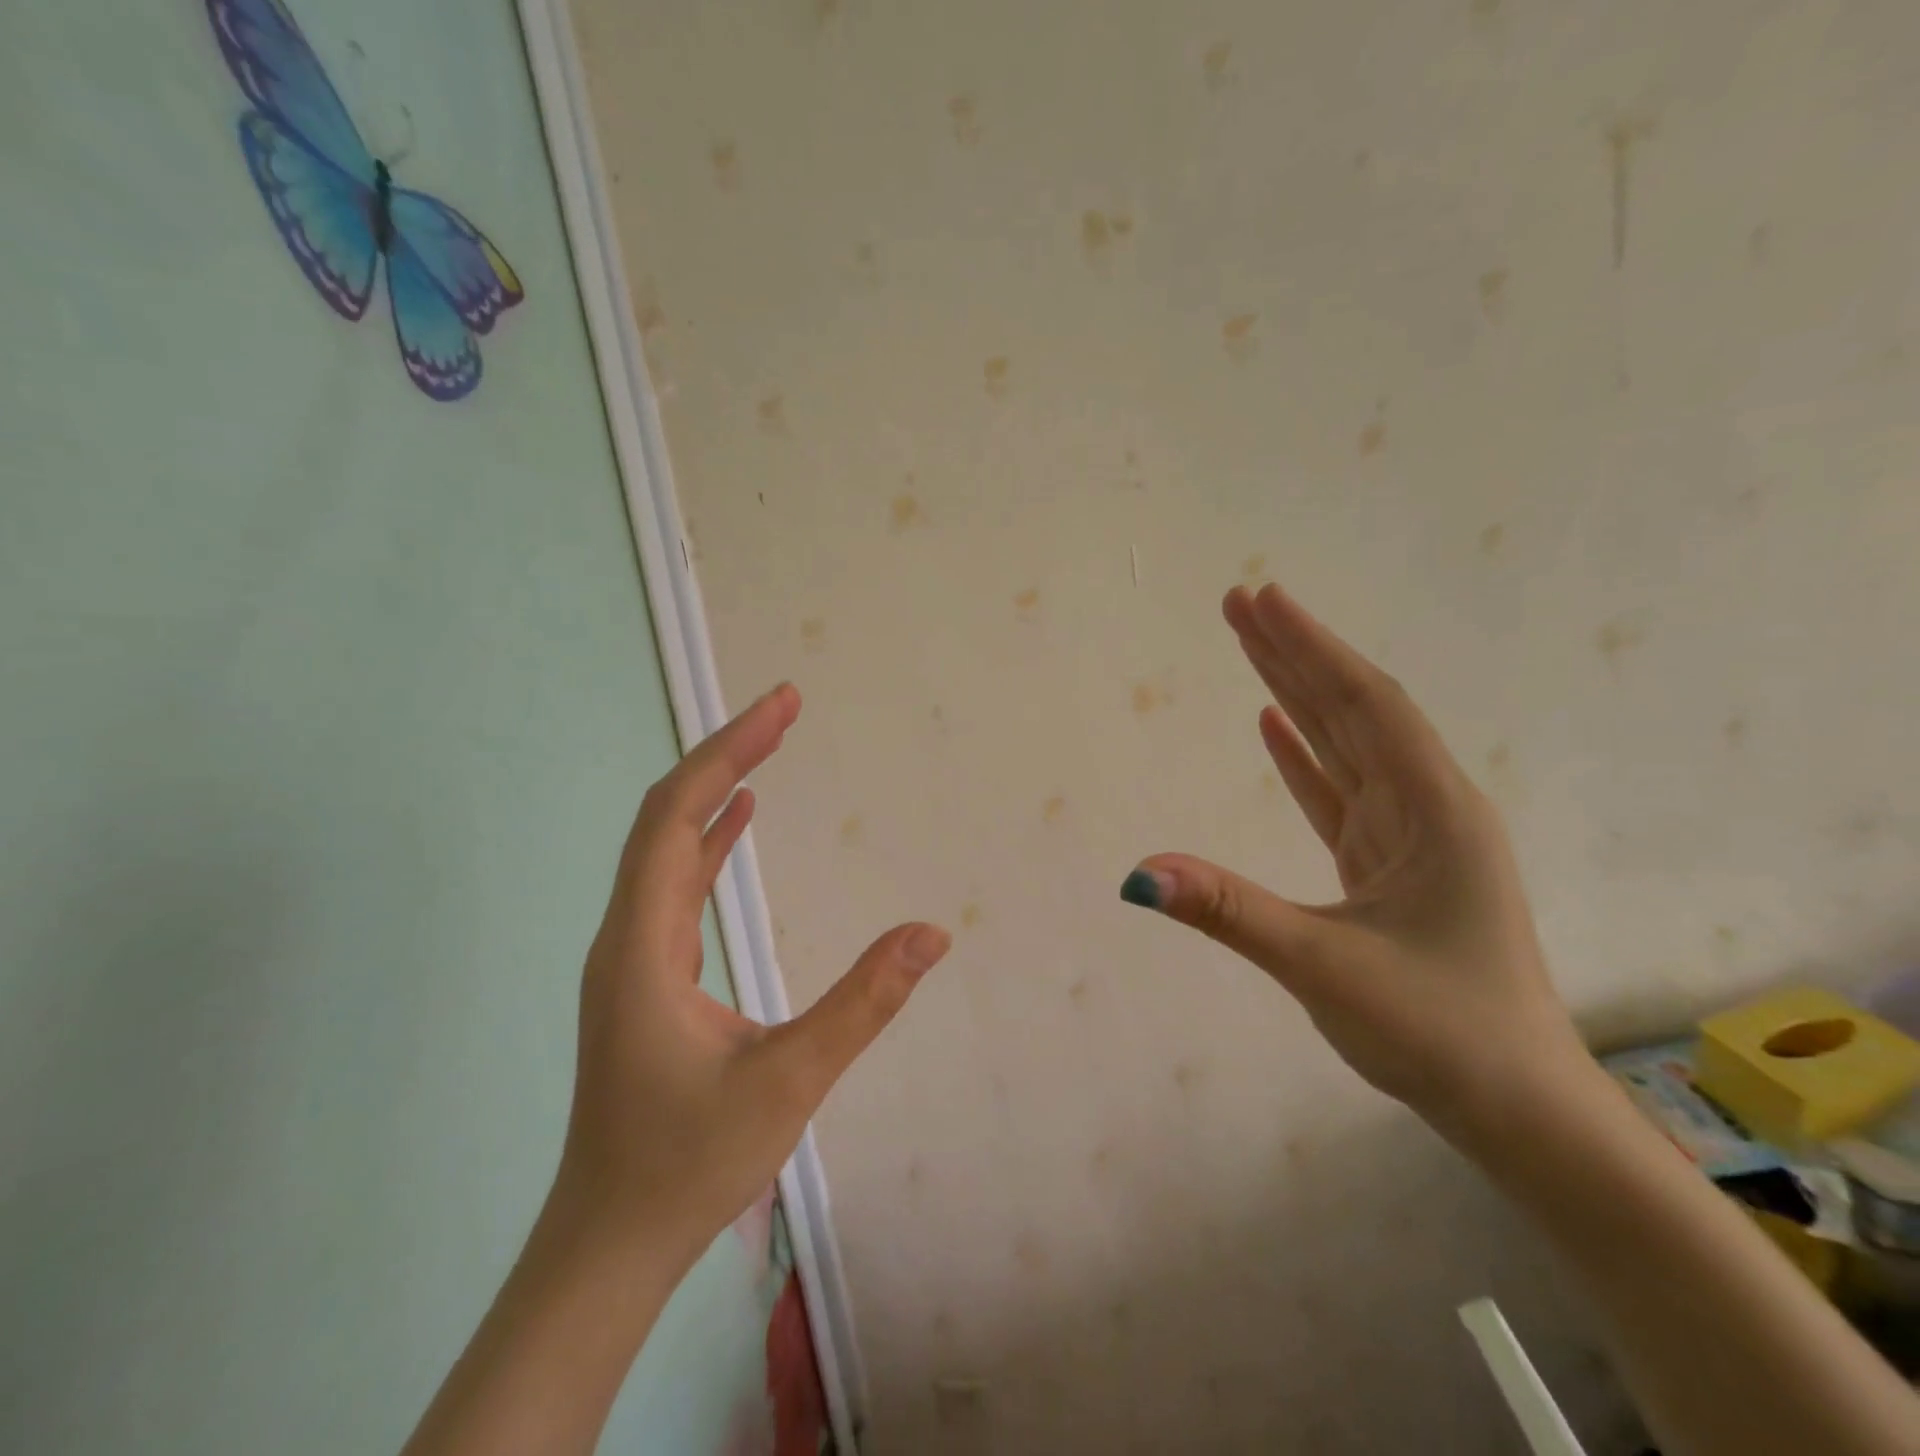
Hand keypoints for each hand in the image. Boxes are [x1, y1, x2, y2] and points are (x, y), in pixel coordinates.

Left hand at [557, 683, 950, 1267]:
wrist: (609, 1241)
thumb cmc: (688, 1165)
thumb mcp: (790, 1080)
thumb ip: (863, 1003)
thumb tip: (932, 933)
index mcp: (644, 946)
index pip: (677, 817)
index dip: (729, 752)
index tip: (782, 705)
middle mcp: (627, 935)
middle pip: (667, 816)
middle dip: (727, 753)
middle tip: (786, 707)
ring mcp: (633, 954)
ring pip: (666, 846)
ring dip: (718, 790)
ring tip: (768, 743)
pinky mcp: (647, 974)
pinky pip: (674, 881)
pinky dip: (708, 837)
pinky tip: (738, 820)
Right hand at [1121, 584, 1584, 1138]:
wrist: (1516, 1107)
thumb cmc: (1437, 1031)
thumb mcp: (1324, 967)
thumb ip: (1229, 912)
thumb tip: (1138, 873)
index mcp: (1433, 812)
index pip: (1363, 705)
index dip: (1310, 648)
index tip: (1261, 599)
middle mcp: (1426, 807)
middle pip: (1353, 710)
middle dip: (1296, 653)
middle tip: (1240, 601)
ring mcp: (1408, 836)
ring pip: (1346, 746)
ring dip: (1298, 695)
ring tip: (1251, 645)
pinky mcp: (1388, 864)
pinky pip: (1341, 792)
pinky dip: (1305, 755)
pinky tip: (1274, 727)